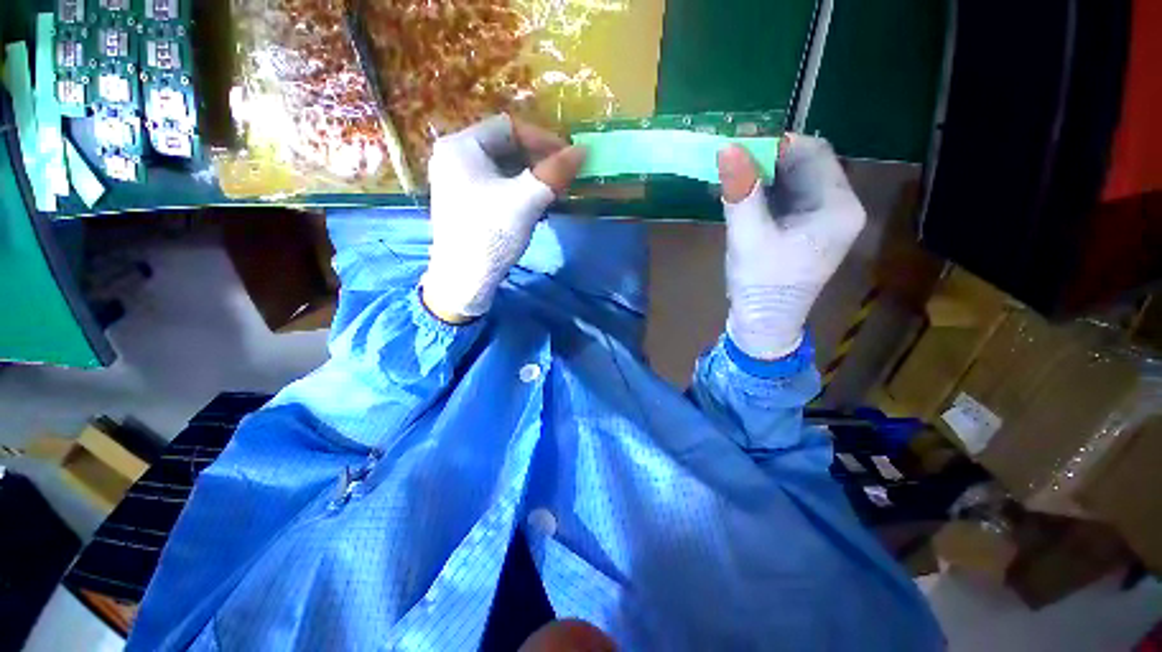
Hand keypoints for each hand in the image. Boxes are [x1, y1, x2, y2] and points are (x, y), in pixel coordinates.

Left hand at [421, 115, 585, 322]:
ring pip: (502, 168)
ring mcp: (457, 180)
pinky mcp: (464, 201)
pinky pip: (496, 185)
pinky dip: (518, 190)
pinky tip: (534, 206)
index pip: (509, 127)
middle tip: (562, 178)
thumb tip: (581, 151)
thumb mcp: (526, 201)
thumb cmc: (491, 234)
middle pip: (505, 146)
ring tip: (553, 193)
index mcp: (461, 145)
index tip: (569, 157)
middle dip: (538, 160)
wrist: (464, 280)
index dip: (543, 139)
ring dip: (531, 177)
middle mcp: (454, 156)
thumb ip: (554, 172)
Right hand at [716, 135, 865, 358]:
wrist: (763, 324)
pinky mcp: (805, 230)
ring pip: (794, 181)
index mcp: (838, 207)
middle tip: (731, 161)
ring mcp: (822, 220)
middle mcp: (838, 207)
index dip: (777, 143)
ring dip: (763, 176)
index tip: (740, 145)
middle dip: (768, 160)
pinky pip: (787, 199)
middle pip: (806, 165)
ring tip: (732, 178)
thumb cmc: (761, 284)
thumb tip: (728, 147)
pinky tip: (741, 195)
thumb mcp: (748, 237)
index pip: (814, 153)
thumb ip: (741, 192)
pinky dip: (764, 192)